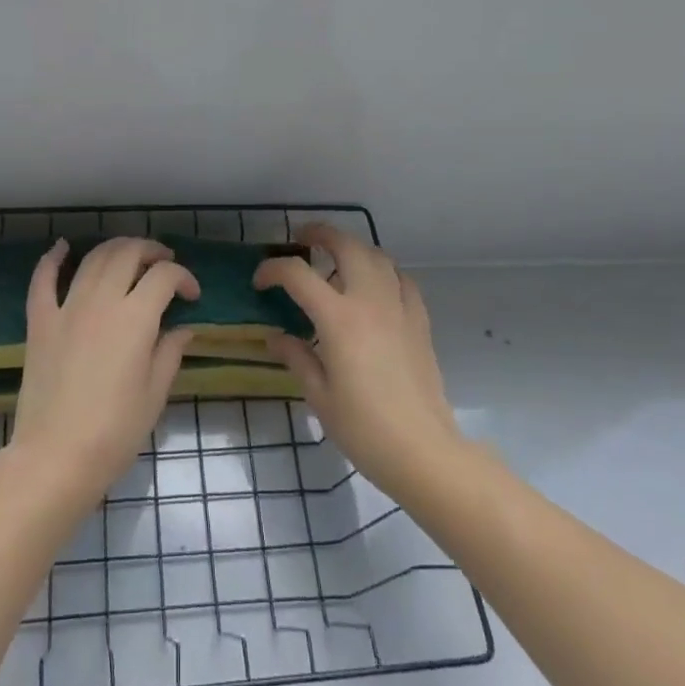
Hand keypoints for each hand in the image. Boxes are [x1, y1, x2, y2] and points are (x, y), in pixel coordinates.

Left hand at [9, 236, 197, 506]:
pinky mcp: (40, 321)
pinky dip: (53, 259)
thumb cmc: (115, 431)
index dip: (184, 278)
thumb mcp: (154, 394)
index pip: (164, 276)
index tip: (191, 296)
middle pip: (128, 254)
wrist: (56, 456)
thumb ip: (170, 353)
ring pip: (92, 259)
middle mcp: (102, 301)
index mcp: (135, 318)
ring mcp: (66, 308)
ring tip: (129, 256)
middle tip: (163, 264)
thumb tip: (183, 328)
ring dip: (115, 249)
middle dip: (151, 251)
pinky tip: (63, 247)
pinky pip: (43, 280)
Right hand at [254, 224, 462, 501]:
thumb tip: (275, 336)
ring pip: (377, 256)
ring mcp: (399, 308)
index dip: (273, 270)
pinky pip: (402, 280)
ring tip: (336, 259)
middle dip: (320, 234)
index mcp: (338, 319)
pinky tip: (375, 287)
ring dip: (353, 248)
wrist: (424, 451)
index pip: (298, 274)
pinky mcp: (420, 321)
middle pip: (346, 246)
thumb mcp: (319, 396)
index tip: (260, 282)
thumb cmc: (364, 428)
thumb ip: (296, 357)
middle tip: (302, 239)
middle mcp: (370, 301)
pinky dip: (384, 271)